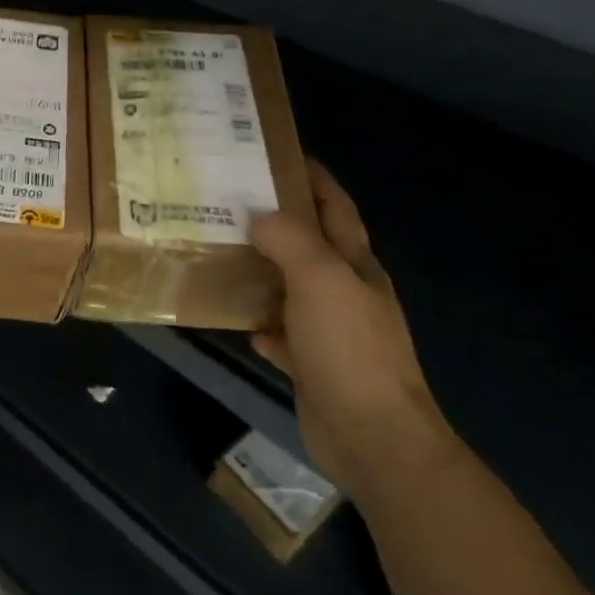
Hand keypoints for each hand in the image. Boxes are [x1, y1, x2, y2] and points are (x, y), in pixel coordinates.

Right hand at [250, 160, 458, 501]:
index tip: (277, 154)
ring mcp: (330, 331)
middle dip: (276, 221)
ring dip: (261, 271)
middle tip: (229, 200)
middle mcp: (345, 292)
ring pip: (290, 288)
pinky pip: (281, 334)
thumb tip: (258, 217)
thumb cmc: (349, 348)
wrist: (374, 439)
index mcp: (355, 265)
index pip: (336, 207)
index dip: (313, 178)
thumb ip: (289, 239)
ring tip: (220, 250)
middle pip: (309, 245)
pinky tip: (237, 317)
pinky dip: (261, 323)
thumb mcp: (320, 278)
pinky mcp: (312, 366)